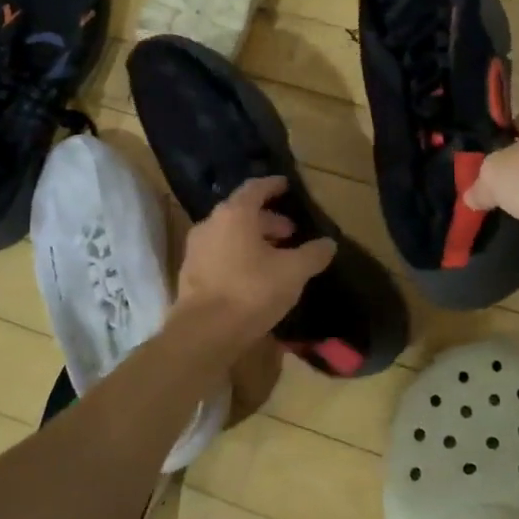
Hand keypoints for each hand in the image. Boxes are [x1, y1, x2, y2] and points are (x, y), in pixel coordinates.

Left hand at [174, 178, 335, 346]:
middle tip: (290, 233)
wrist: (204, 333)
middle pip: (242, 213)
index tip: (286, 186)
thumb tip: (329, 243)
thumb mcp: (293, 272)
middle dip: (268, 220)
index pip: (255, 188)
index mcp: (234, 214)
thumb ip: (313, 254)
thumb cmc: (251, 291)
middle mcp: (211, 224)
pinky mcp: (190, 273)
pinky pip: (219, 254)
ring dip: (253, 240)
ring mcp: (196, 249)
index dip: (273, 186)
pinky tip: (254, 275)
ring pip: (229, 234)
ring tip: (276, 256)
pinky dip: (238, 256)